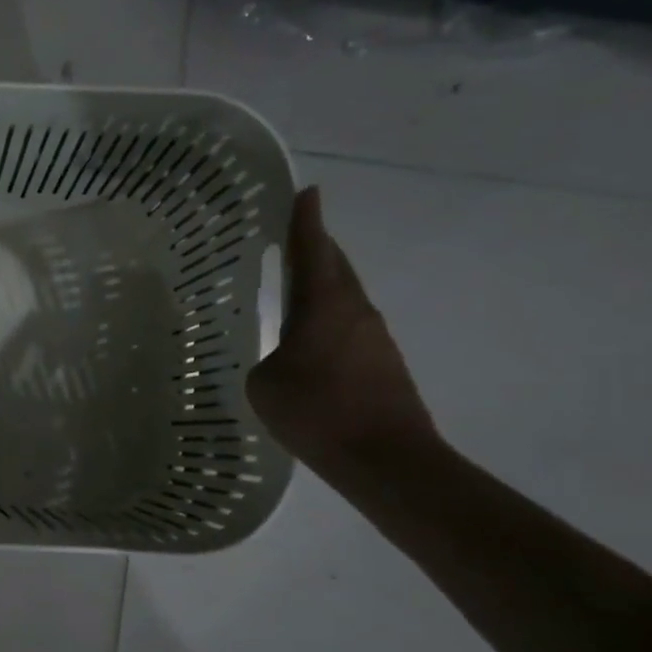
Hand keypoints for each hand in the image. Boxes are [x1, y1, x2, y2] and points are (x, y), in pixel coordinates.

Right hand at [246, 187, 438, 477]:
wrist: (386, 459)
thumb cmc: (317, 412)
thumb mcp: (265, 384)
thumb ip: (266, 360)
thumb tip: (280, 360)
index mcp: (325, 304)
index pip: (312, 249)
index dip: (306, 220)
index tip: (306, 192)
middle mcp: (355, 310)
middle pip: (335, 266)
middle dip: (315, 247)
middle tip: (292, 236)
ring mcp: (374, 337)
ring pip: (344, 297)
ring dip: (322, 286)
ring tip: (292, 287)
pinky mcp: (383, 363)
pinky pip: (349, 327)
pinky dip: (327, 320)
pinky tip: (309, 340)